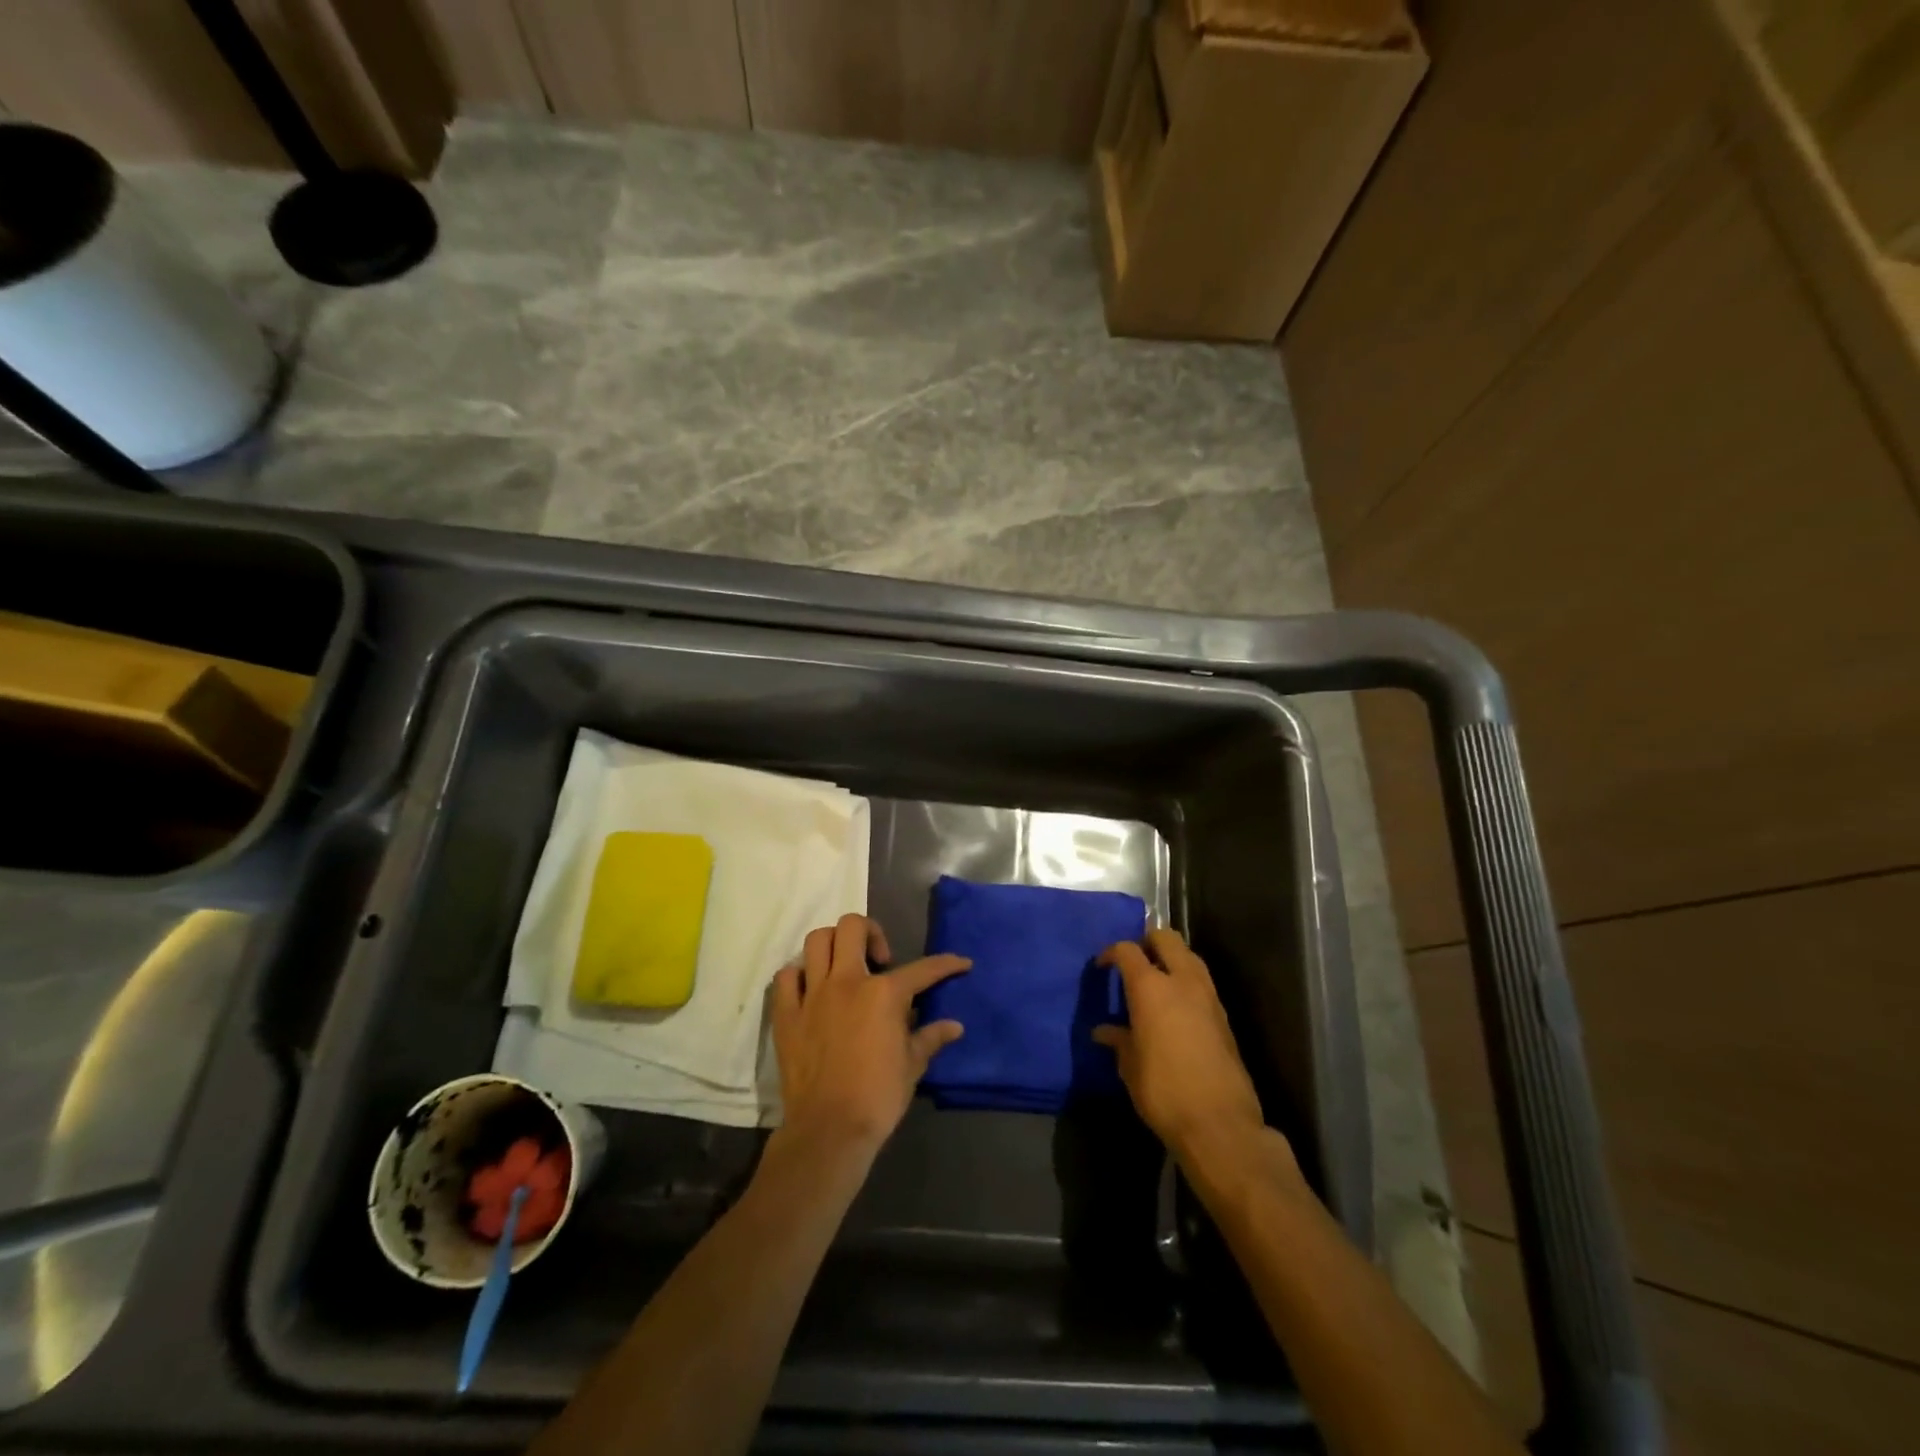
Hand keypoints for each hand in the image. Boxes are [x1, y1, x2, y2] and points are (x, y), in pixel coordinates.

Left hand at [771, 914, 969, 1156]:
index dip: (946, 964)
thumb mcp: (912, 1066)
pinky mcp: (786, 1014)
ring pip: (817, 941)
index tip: (960, 964)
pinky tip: (812, 989)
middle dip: (871, 932)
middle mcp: (847, 981)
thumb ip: (931, 1038)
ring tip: (845, 966)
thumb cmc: (878, 1097)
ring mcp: (812, 995)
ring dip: (834, 945)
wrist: (829, 1130)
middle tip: (880, 959)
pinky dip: (799, 975)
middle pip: (852, 927)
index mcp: (884, 993)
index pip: (922, 969)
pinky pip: (786, 977)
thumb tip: (955, 1026)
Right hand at [1094, 930, 1267, 1163]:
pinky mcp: (1224, 1016)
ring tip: (1154, 982)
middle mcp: (1182, 981)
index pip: (1128, 950)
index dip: (1112, 953)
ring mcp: (1208, 996)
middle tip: (1133, 962)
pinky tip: (1175, 1008)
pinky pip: (1201, 982)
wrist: (1220, 1123)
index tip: (1103, 967)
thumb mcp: (1130, 1067)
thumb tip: (1104, 1031)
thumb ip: (1118, 1041)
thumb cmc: (1163, 1091)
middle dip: (1147, 941)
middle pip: (1166, 938)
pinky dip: (1186, 982)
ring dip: (1171, 959)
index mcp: (1151, 987)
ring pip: (1189, 956)